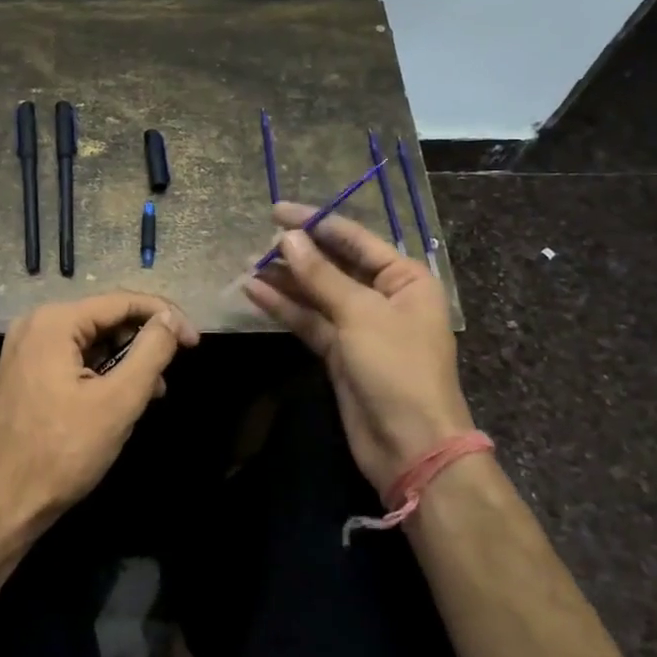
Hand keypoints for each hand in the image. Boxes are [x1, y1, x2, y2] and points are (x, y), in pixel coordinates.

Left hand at [0, 292, 198, 542]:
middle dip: (143, 341)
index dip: (165, 317)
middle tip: (172, 372)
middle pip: (104, 318)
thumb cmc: (62, 452)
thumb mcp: (118, 401)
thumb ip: (151, 352)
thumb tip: (171, 319)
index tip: (195, 342)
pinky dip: (101, 373)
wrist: (0, 505)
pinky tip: (121, 400)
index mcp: (54, 321)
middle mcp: (35, 324)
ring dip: (125, 361)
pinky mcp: (24, 374)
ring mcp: (25, 350)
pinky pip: (72, 359)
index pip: (122, 301)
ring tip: (152, 394)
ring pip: (90, 341)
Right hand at [243, 203, 472, 491]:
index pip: (354, 239)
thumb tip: (288, 238)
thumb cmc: (397, 368)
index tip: (276, 211)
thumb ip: (321, 275)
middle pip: (334, 265)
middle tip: (255, 243)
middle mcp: (384, 296)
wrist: (410, 445)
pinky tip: (254, 292)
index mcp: (404, 278)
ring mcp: (360, 326)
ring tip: (246, 265)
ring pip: (317, 294)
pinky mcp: (340, 353)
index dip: (315, 222)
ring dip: (285, 281)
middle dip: (297, 254)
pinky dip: (284, 308)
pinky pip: (309, 321)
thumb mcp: (360, 314)